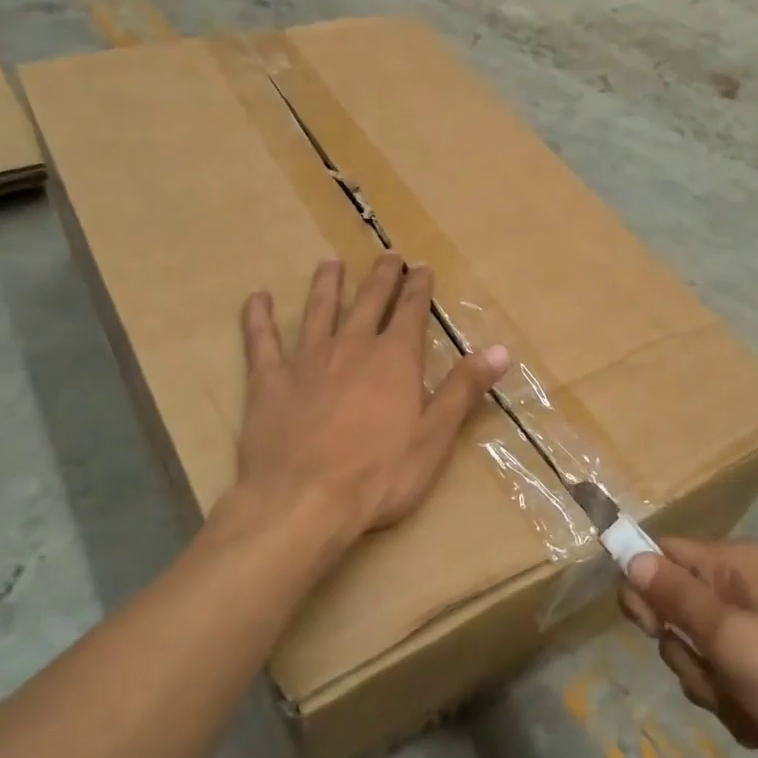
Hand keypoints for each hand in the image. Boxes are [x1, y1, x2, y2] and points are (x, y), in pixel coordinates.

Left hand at [239, 255, 509, 553]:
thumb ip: (464, 389)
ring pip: (318, 310)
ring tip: (330, 263)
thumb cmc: (380, 474)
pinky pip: (262, 341)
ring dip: (326, 285)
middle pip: (368, 302)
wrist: (304, 500)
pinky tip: (257, 298)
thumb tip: (500, 350)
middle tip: (387, 257)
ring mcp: (307, 360)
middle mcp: (352, 347)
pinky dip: (259, 317)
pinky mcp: (270, 381)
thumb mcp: (435, 436)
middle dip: (381, 277)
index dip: (418, 288)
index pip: (411, 312)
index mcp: (394, 359)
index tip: (423, 268)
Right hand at [619, 537, 757, 757]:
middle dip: (686, 650)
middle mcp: (741, 587)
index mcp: (735, 564)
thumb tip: (630, 556)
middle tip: (715, 672)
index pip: (662, 554)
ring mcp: (755, 630)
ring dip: (710, 685)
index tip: (649, 628)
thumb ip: (674, 595)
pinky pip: (722, 680)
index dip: (644, 588)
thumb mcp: (728, 636)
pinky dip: (733, 704)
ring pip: (695, 652)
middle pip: (674, 608)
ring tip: (747, 703)